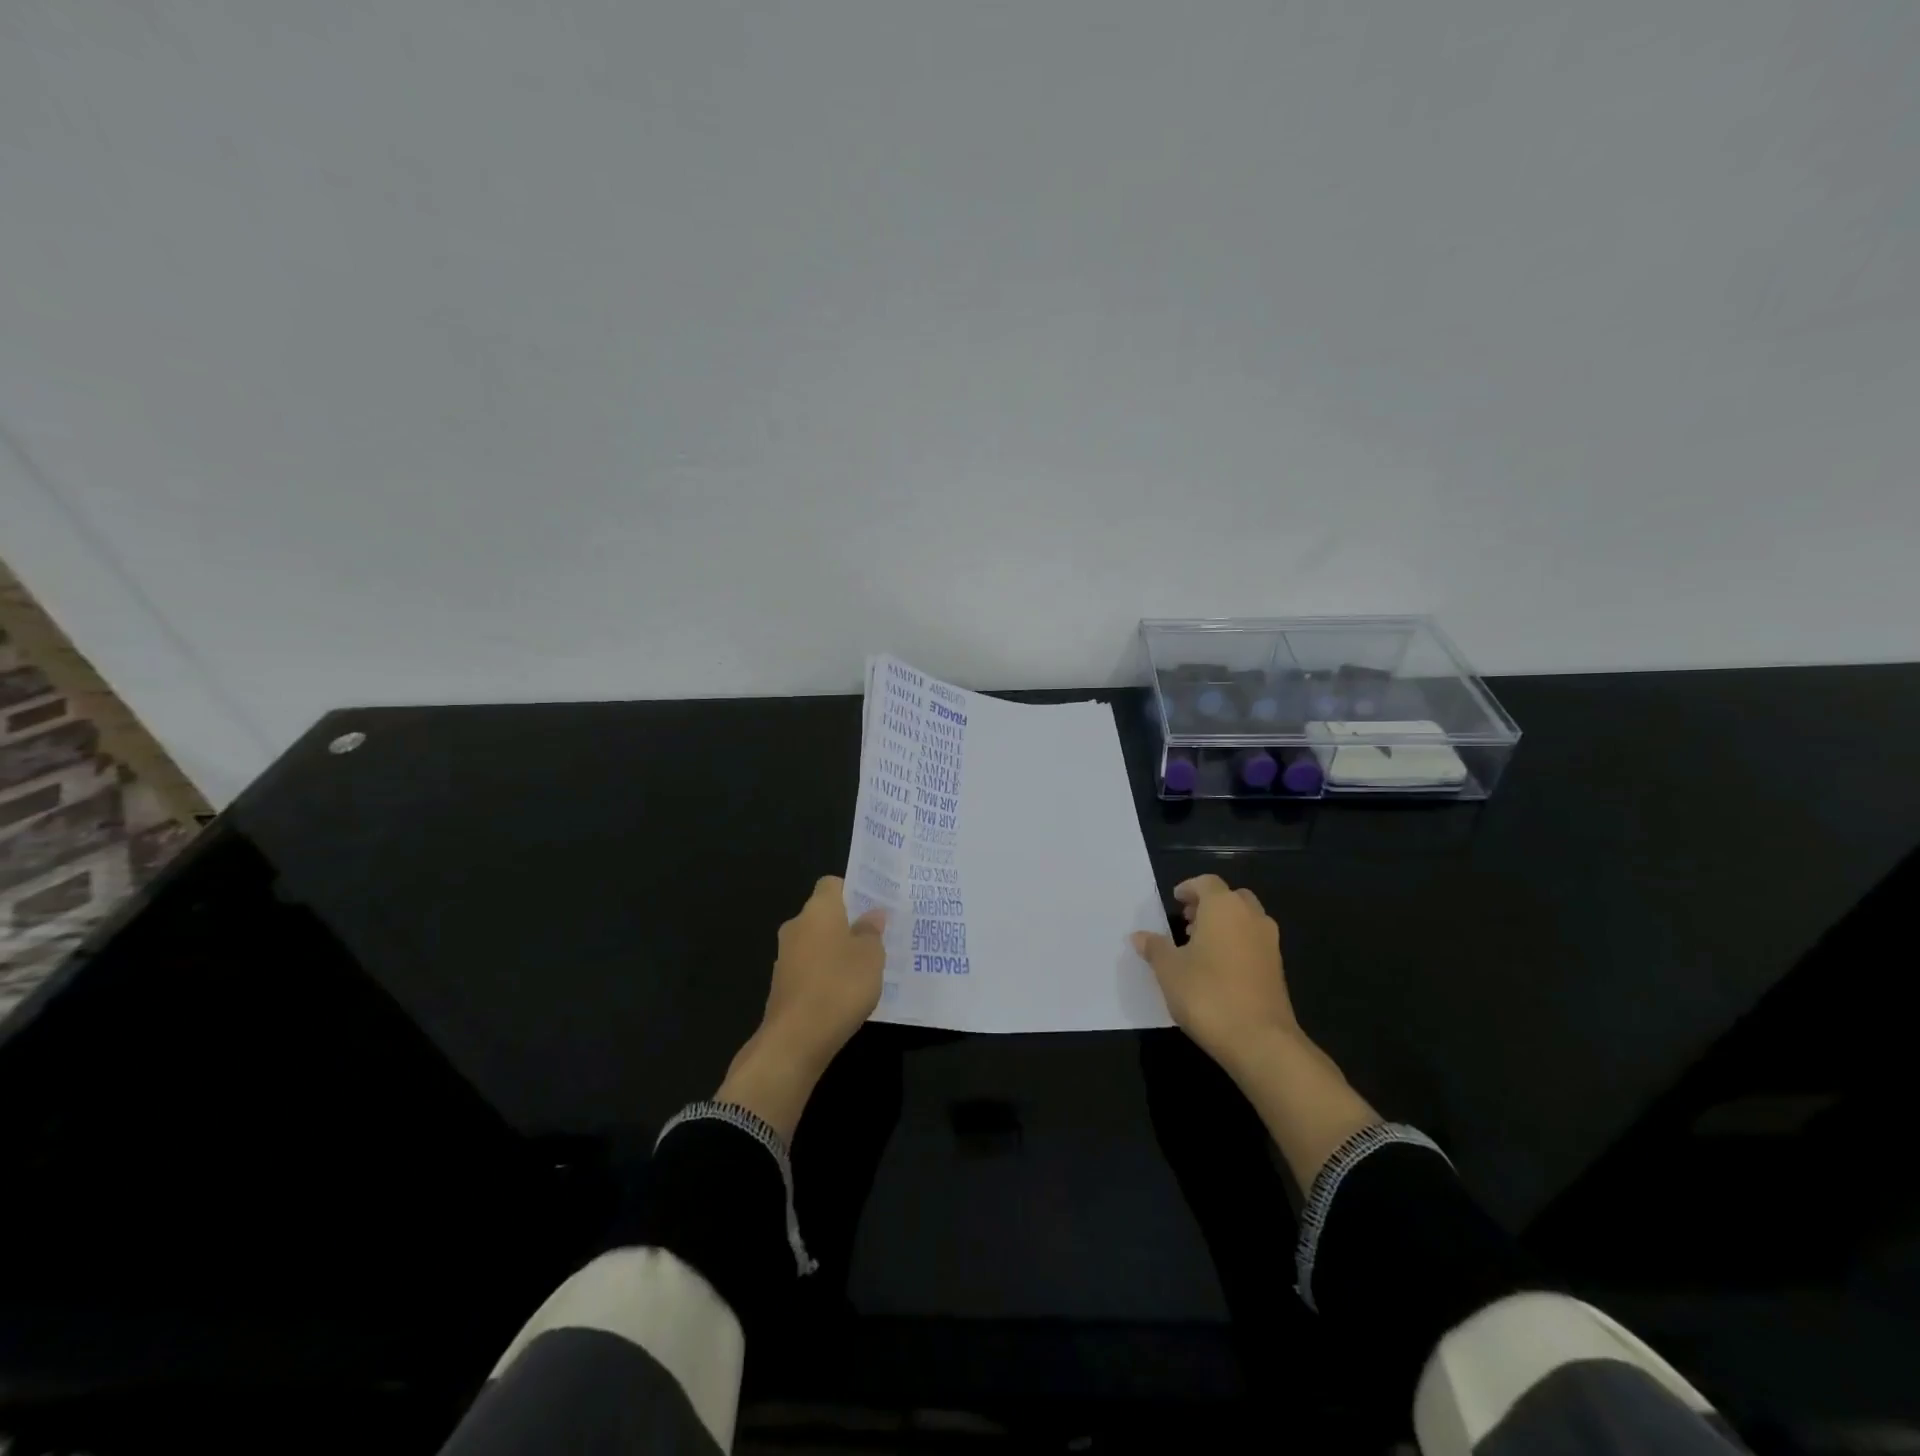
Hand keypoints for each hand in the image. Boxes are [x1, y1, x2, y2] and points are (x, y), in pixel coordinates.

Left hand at [762, 875, 887, 1069]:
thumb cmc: (840, 986)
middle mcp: (797, 926)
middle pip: (824, 914)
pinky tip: (844, 992)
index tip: (874, 907)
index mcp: (818, 910)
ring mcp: (785, 957)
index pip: (832, 884)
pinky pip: (809, 968)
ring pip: (816, 942)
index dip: (853, 891)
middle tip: (877, 937)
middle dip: (848, 923)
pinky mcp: (782, 985)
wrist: (795, 1039)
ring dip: (836, 950)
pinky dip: (825, 974)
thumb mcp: (871, 956)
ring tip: (865, 967)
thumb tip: (872, 914)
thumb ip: (872, 932)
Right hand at [1131, 875, 1300, 1074]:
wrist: (1260, 1040)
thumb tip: (1139, 936)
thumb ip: (1154, 948)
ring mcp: (1269, 943)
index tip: (1174, 900)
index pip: (1206, 882)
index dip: (1189, 888)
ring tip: (1199, 946)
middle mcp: (1251, 917)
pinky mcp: (1277, 968)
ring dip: (1224, 924)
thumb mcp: (1169, 970)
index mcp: (1224, 907)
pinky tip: (1218, 969)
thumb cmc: (1207, 994)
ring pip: (1245, 919)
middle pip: (1230, 897)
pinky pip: (1254, 942)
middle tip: (1187, 921)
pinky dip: (1237, 944)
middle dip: (1209, 905)